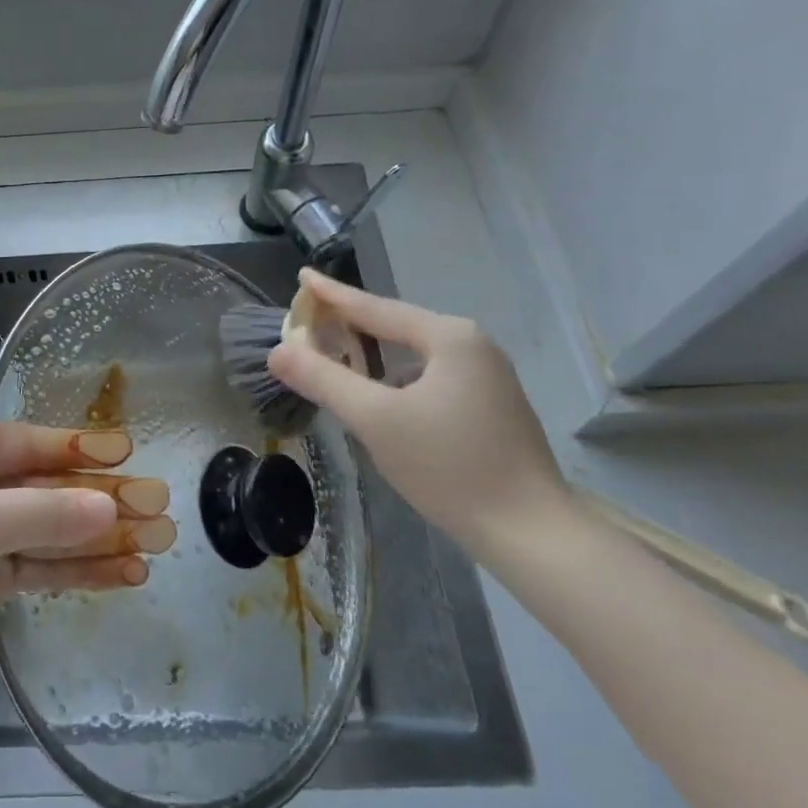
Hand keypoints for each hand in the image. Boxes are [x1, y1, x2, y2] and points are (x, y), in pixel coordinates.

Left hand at [0, 424, 174, 724]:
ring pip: (51, 530)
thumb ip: (47, 513)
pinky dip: (82, 569)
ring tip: (158, 542)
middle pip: (45, 488)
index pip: (26, 443)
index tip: (126, 450)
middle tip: (158, 504)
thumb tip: (114, 508)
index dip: (77, 447)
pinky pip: (44, 566)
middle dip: (100, 500)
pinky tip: (127, 572)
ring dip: (101, 538)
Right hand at [266, 269, 565, 553]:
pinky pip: (428, 375)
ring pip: (413, 353)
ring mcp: (486, 376)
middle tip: (311, 316)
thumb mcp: (374, 420)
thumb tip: (278, 351)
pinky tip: (378, 394)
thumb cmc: (449, 467)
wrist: (530, 532)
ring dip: (373, 352)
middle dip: (351, 323)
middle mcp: (472, 345)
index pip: (375, 308)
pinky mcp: (489, 405)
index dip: (332, 294)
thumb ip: (323, 379)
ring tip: (336, 351)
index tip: (302, 276)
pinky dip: (395, 377)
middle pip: (396, 326)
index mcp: (448, 337)